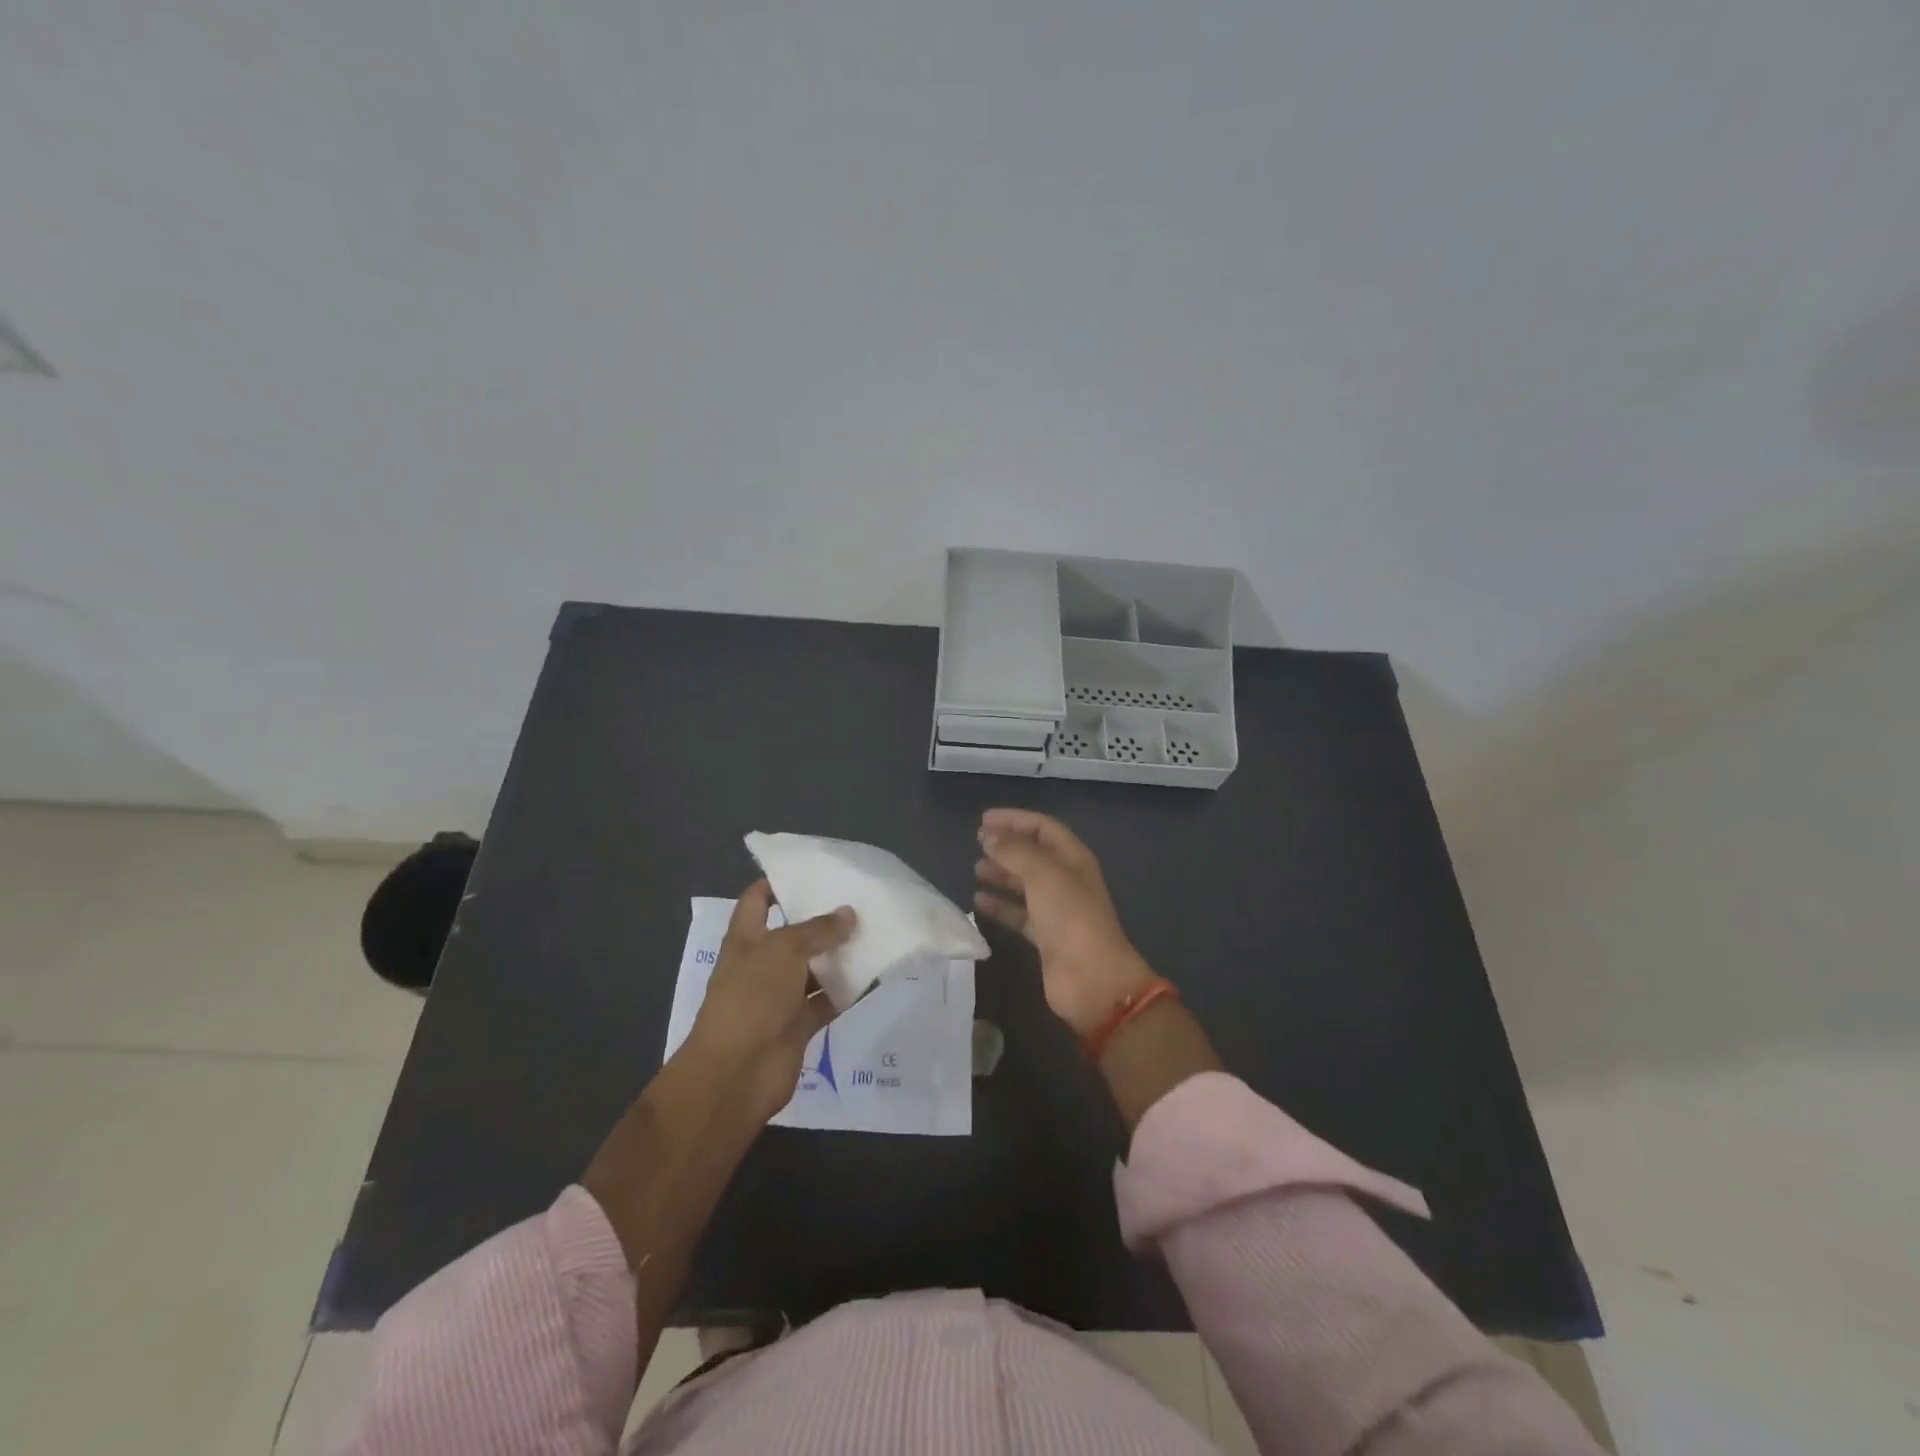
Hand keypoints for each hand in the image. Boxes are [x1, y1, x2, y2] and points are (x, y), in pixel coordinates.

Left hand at [684, 880, 854, 1122]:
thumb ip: (818, 930)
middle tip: (860, 901)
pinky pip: (826, 1001)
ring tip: (874, 933)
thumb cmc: (751, 998)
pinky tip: (873, 976)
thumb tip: (849, 913)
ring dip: (839, 956)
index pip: (758, 900)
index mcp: (746, 939)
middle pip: (793, 934)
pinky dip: (846, 991)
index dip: (779, 882)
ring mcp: (779, 997)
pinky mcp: (798, 1025)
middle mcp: (761, 964)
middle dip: (822, 920)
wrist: (736, 1073)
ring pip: (814, 968)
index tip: (813, 869)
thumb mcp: (784, 951)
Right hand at [974, 809, 1156, 1037]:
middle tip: (976, 843)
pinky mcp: (1045, 937)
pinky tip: (978, 902)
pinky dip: (1000, 906)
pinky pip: (1019, 914)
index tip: (983, 820)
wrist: (1091, 978)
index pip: (1043, 828)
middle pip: (1034, 854)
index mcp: (1073, 858)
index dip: (1014, 819)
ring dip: (1001, 874)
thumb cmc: (1070, 916)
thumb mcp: (1042, 873)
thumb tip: (989, 837)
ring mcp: (1057, 910)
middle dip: (1006, 845)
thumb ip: (1014, 851)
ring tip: (976, 869)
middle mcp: (1066, 880)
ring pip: (1025, 884)